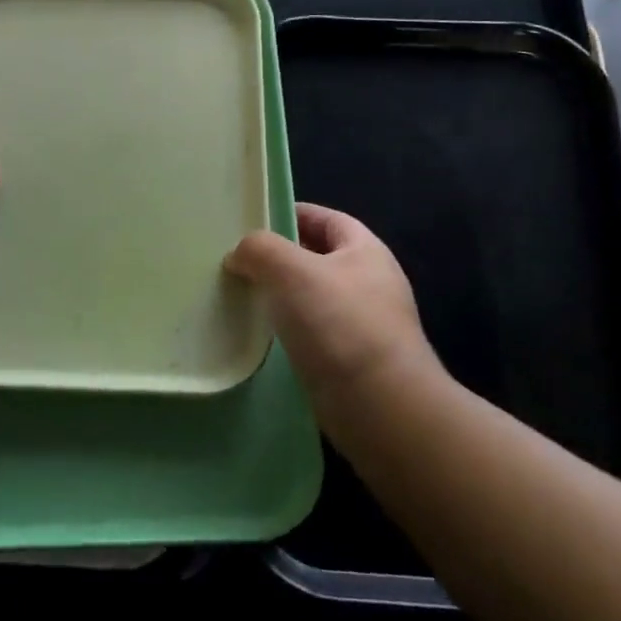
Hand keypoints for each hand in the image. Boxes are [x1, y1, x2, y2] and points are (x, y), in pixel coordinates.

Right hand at [225, 203, 436, 408]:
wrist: (381, 407)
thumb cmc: (340, 324)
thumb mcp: (291, 270)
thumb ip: (260, 249)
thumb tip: (239, 255)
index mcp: (365, 250)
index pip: (325, 218)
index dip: (291, 213)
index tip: (253, 220)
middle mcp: (369, 282)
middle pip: (317, 257)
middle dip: (279, 256)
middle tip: (239, 260)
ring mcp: (363, 324)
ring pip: (312, 297)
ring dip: (280, 296)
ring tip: (242, 296)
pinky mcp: (351, 361)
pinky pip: (312, 333)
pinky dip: (287, 330)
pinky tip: (262, 336)